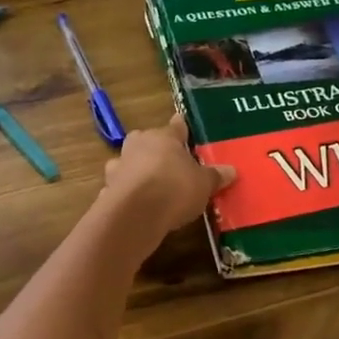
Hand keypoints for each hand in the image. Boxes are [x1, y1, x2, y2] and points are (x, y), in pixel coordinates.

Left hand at [100, 113, 236, 250]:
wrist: (136, 213)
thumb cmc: (175, 188)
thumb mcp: (204, 184)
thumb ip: (215, 176)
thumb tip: (232, 170)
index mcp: (164, 137)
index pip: (176, 126)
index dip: (181, 128)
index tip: (182, 125)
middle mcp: (138, 145)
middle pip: (146, 140)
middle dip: (154, 148)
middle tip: (166, 160)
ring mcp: (119, 165)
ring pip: (127, 161)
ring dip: (135, 169)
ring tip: (148, 184)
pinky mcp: (107, 188)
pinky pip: (118, 185)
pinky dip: (124, 191)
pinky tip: (133, 203)